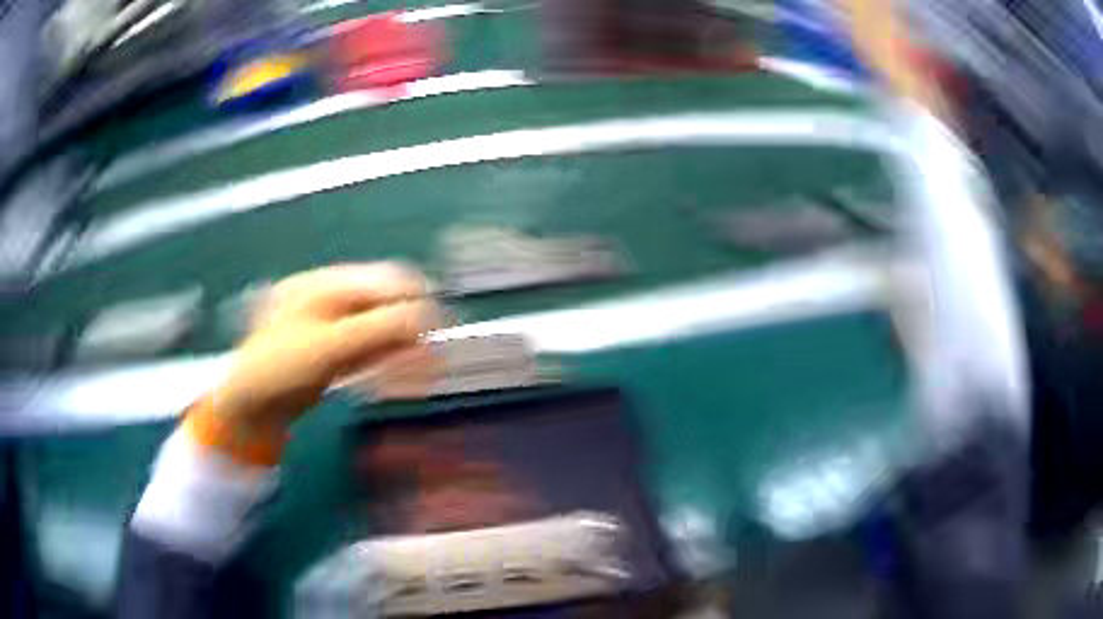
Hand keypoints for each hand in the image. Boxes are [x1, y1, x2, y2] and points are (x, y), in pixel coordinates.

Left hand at [209, 263, 439, 436]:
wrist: (250, 404)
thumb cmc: (280, 367)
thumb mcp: (327, 347)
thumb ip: (377, 329)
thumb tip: (427, 316)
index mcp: (325, 284)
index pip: (383, 280)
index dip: (415, 298)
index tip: (440, 327)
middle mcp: (332, 299)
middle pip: (384, 305)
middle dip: (411, 331)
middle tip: (434, 361)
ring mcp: (333, 327)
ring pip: (380, 330)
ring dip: (403, 350)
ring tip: (423, 376)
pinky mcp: (334, 351)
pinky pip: (369, 350)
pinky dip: (387, 363)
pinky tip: (401, 379)